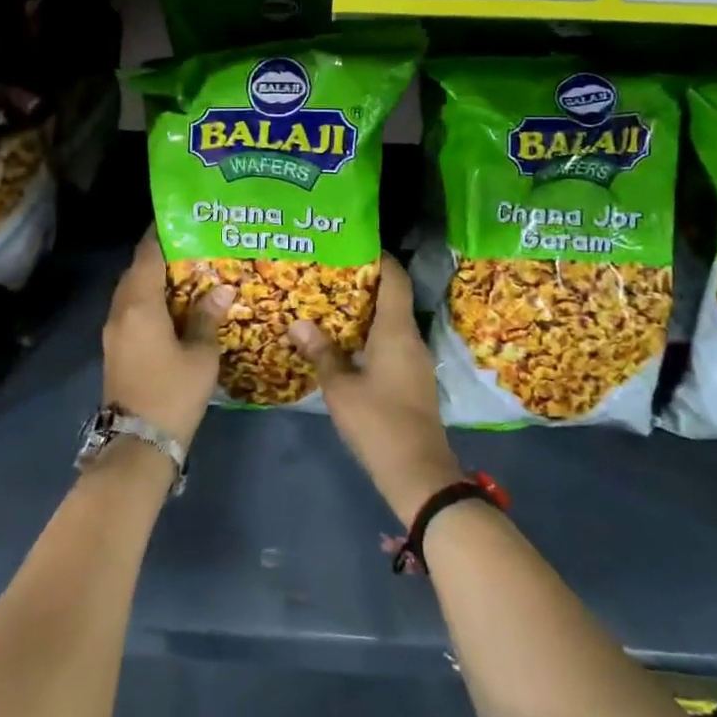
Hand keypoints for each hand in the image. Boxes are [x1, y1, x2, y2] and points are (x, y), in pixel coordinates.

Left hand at [101, 229, 234, 450]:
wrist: (137, 443)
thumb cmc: (173, 393)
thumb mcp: (201, 355)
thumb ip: (207, 317)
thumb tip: (221, 289)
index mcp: (139, 305)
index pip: (147, 254)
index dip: (161, 232)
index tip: (181, 216)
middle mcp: (120, 310)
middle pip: (137, 269)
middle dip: (162, 254)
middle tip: (195, 244)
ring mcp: (114, 330)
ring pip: (132, 290)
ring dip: (155, 278)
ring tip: (189, 271)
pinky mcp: (116, 347)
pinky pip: (132, 309)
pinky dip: (150, 299)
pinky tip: (175, 305)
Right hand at [288, 256, 462, 525]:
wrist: (417, 471)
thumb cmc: (378, 421)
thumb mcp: (340, 387)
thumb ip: (321, 352)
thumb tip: (298, 323)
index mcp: (397, 330)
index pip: (396, 278)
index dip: (380, 258)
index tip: (354, 245)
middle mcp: (411, 338)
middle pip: (392, 298)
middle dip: (363, 284)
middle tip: (329, 274)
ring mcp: (415, 361)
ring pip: (391, 323)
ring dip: (365, 312)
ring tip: (329, 305)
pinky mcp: (413, 380)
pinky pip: (392, 344)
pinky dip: (370, 335)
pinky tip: (345, 343)